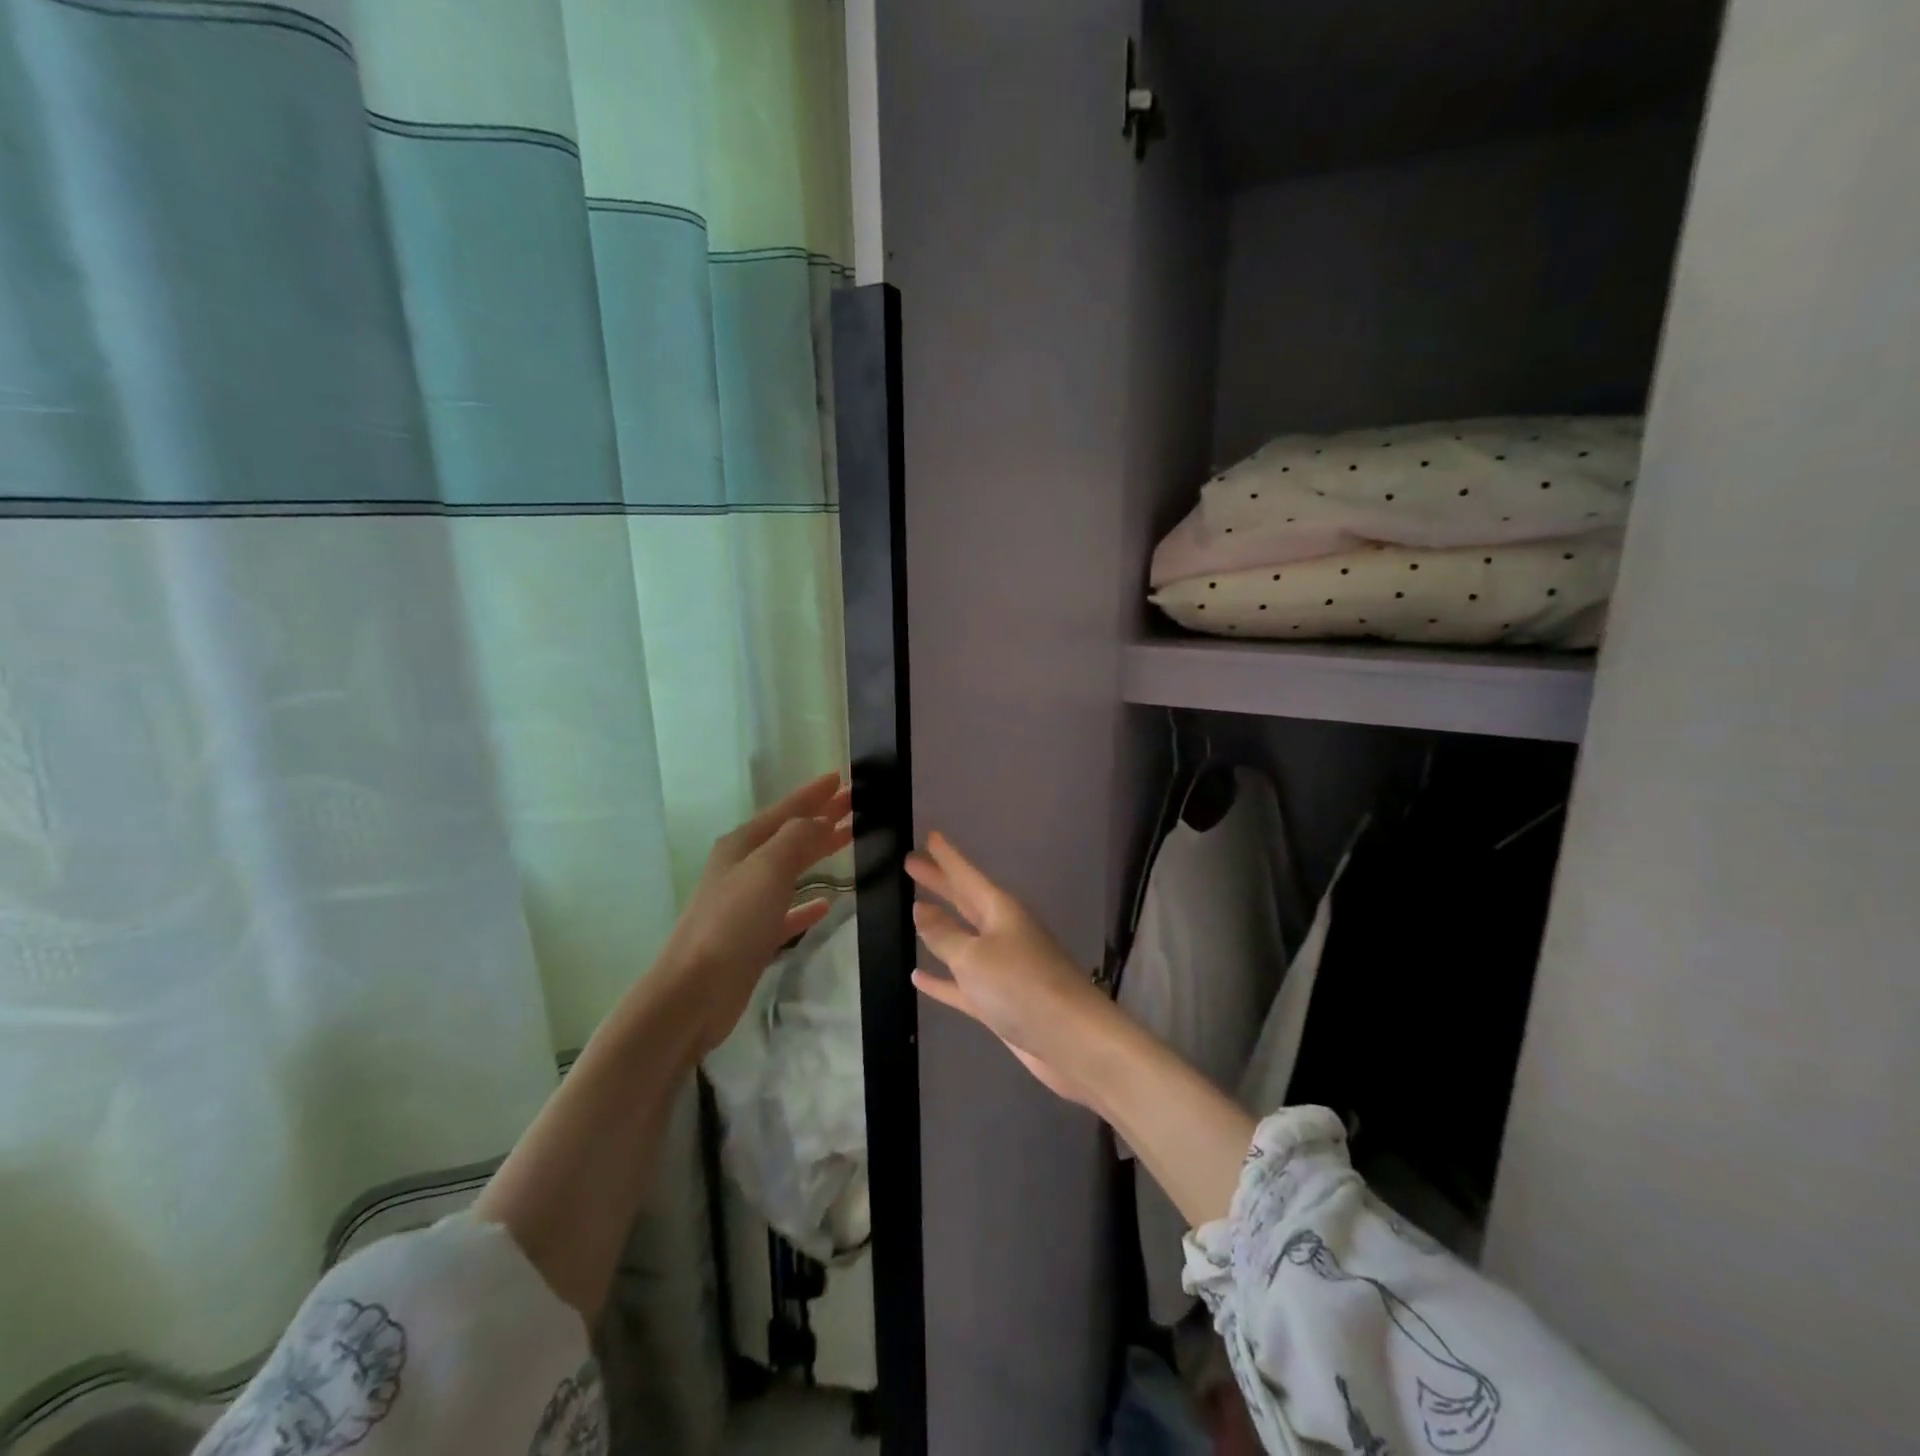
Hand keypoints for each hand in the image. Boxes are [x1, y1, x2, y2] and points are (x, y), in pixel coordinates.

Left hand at [656, 772, 852, 1055]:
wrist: (695, 992)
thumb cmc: (732, 922)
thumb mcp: (767, 869)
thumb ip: (797, 838)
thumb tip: (820, 820)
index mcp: (742, 845)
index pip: (786, 810)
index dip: (813, 794)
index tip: (841, 778)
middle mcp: (743, 868)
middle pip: (790, 835)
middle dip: (821, 818)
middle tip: (856, 805)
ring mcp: (747, 904)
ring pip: (791, 869)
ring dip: (818, 854)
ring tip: (848, 842)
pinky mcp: (754, 937)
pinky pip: (788, 912)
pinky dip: (807, 904)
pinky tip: (827, 904)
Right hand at [907, 833, 1117, 1108]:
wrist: (1071, 1040)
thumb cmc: (1021, 986)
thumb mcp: (974, 956)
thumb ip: (944, 934)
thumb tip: (921, 908)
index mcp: (1001, 911)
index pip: (966, 875)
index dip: (947, 857)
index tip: (930, 834)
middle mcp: (1002, 932)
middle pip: (964, 901)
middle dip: (940, 883)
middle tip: (911, 863)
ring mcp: (1002, 968)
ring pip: (962, 939)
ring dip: (939, 927)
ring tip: (914, 909)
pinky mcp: (999, 1001)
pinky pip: (961, 983)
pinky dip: (941, 980)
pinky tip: (918, 976)